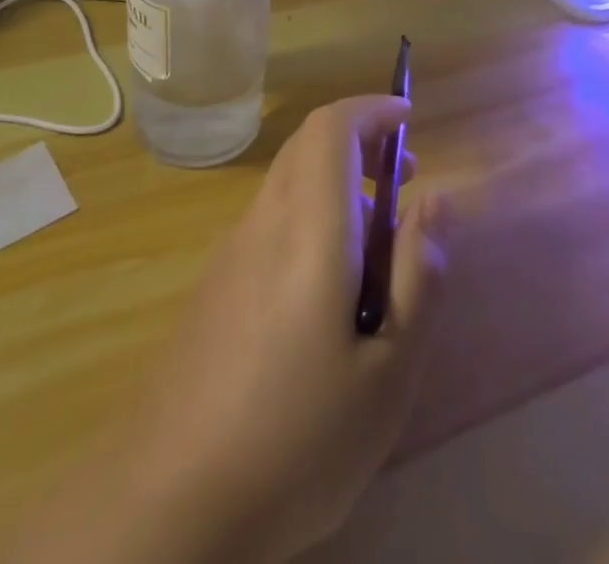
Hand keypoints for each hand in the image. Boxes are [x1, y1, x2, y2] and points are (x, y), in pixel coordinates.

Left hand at [114, 96, 450, 563]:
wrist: (170, 500)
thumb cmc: (297, 437)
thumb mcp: (388, 371)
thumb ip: (420, 277)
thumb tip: (439, 199)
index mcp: (309, 229)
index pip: (331, 128)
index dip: (370, 108)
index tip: (409, 118)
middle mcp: (265, 221)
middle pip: (308, 145)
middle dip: (360, 141)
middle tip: (404, 177)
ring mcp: (232, 251)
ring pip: (289, 182)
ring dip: (336, 181)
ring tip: (377, 240)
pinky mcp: (215, 284)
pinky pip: (271, 220)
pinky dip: (310, 214)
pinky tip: (327, 287)